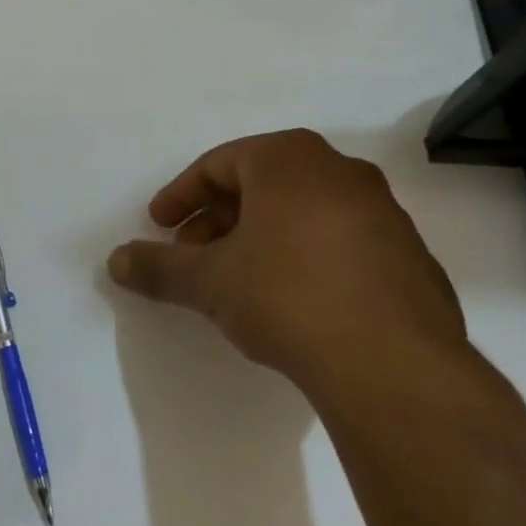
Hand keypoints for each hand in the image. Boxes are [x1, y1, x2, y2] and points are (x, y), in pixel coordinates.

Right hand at [107, 130, 467, 393]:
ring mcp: (383, 212)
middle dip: (218, 219)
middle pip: (261, 185)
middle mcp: (340, 171)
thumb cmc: (286, 297)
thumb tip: (115, 261)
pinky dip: (304, 257)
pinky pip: (340, 241)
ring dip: (260, 238)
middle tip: (191, 255)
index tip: (159, 226)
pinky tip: (291, 301)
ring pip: (302, 212)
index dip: (180, 196)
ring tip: (236, 280)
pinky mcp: (409, 255)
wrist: (394, 366)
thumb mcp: (208, 281)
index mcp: (289, 159)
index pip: (218, 164)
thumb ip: (157, 266)